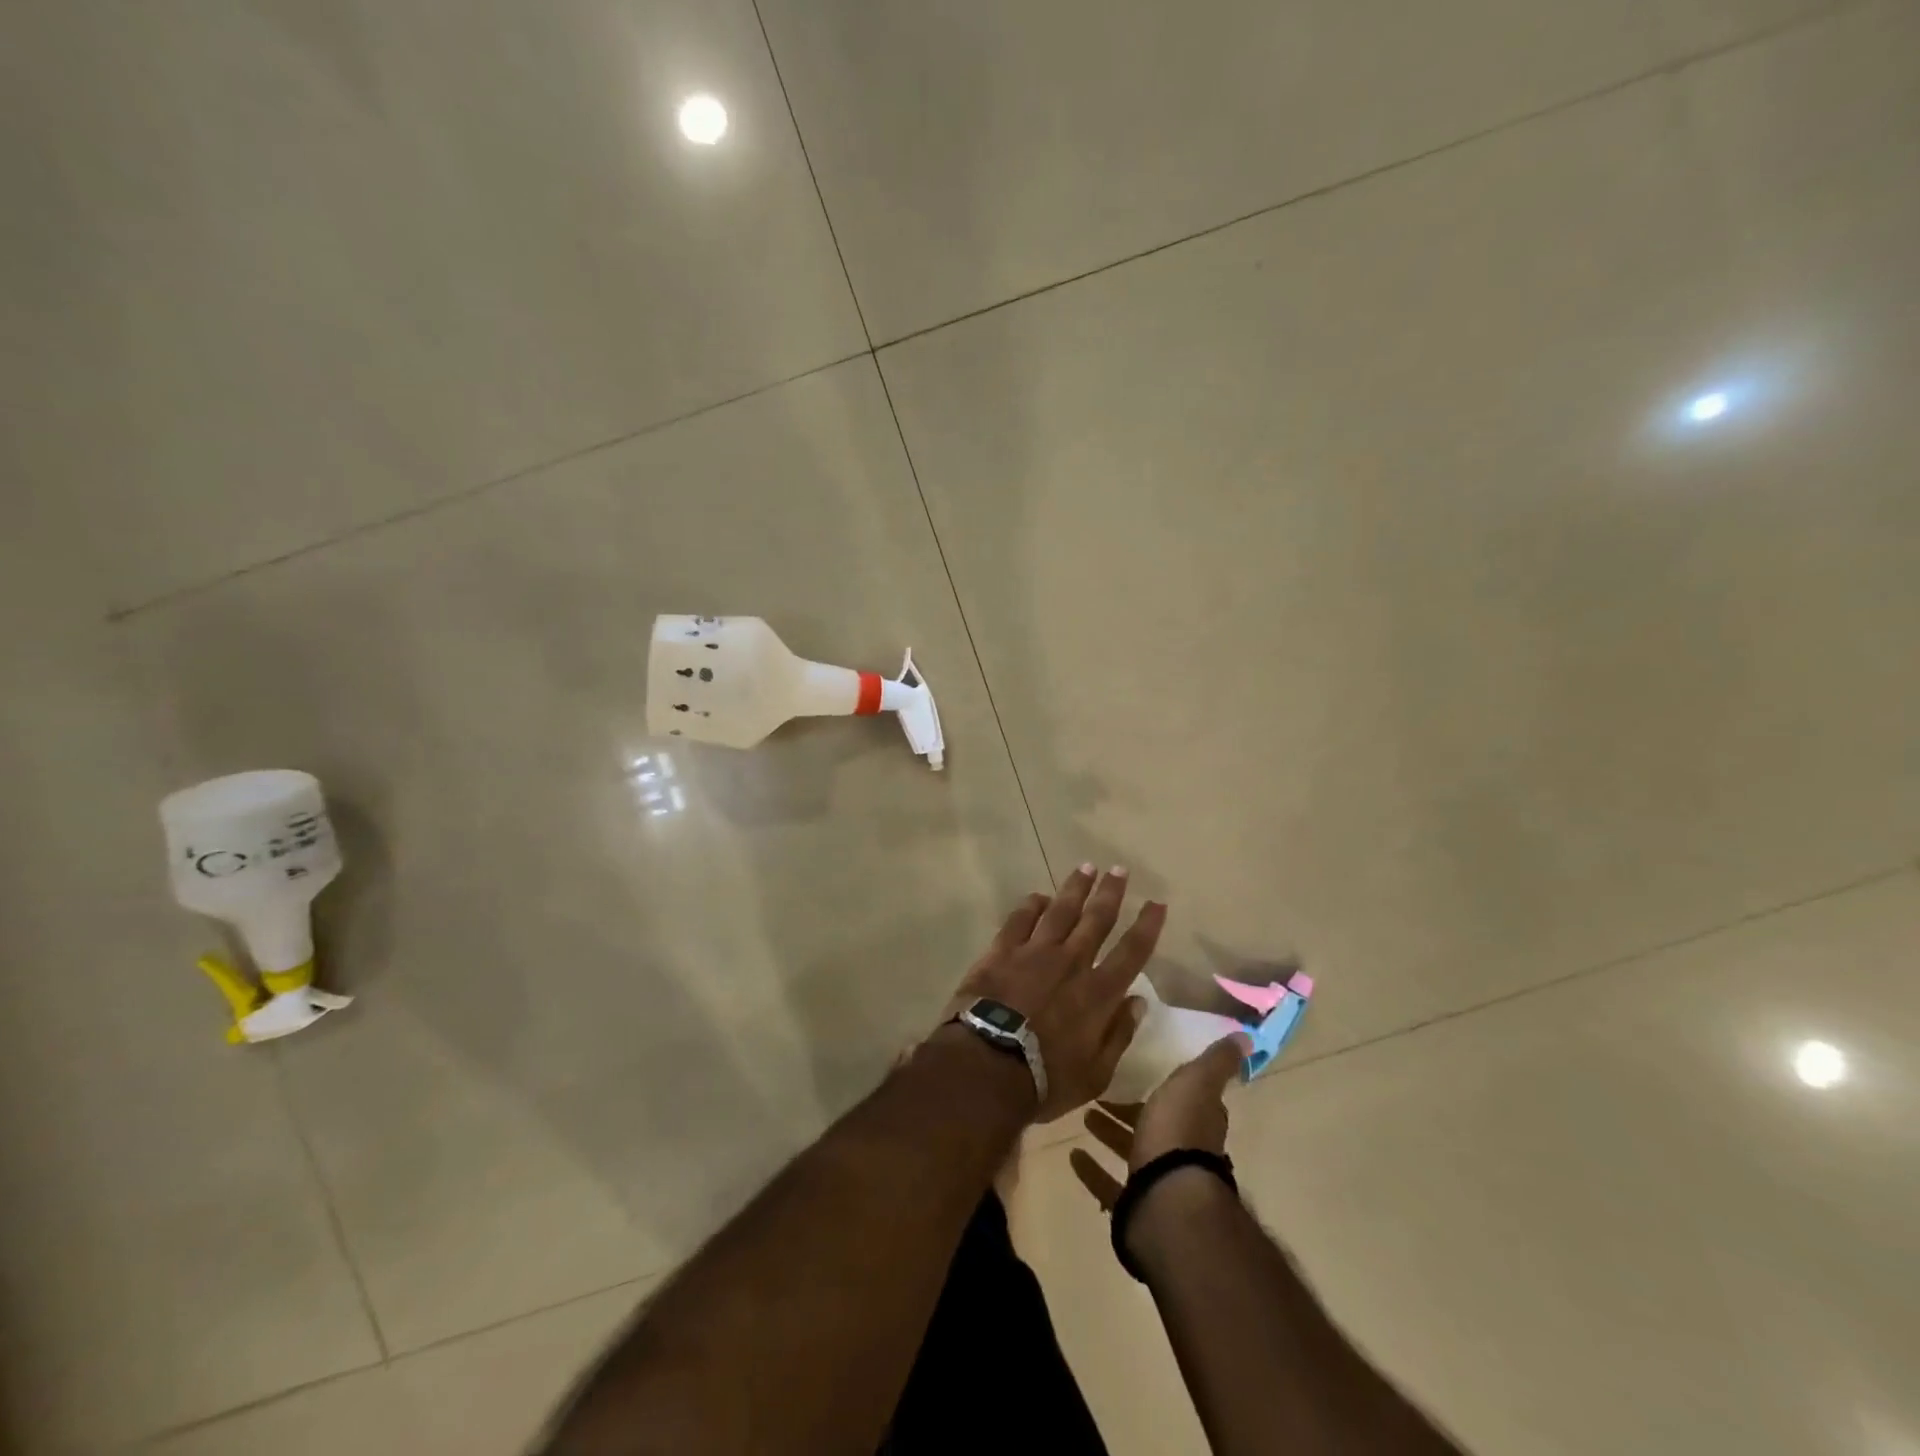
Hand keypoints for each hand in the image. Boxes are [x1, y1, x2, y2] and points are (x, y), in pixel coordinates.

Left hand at [940, 865, 1164, 1122]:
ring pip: (1061, 910)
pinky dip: (1031, 905)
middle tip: (1120, 870)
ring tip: (1086, 868)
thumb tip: (1138, 1002)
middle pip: (1096, 919)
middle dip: (1111, 893)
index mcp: (1098, 993)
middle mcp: (1071, 963)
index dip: (1147, 926)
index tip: (1157, 903)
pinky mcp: (1002, 950)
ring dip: (1075, 888)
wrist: (986, 1065)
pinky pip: (1020, 919)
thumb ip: (1118, 1035)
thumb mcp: (1095, 1074)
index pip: (1131, 951)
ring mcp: (1035, 952)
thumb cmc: (1045, 1079)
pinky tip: (1039, 896)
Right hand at [1069, 1030, 1251, 1208]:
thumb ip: (1216, 1063)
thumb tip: (1246, 1038)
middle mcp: (1181, 1153)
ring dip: (1110, 1134)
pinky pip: (1109, 1184)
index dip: (1169, 1089)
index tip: (1144, 1073)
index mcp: (1196, 1123)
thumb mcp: (1196, 1083)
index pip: (1187, 1101)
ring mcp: (1158, 1182)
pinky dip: (1093, 1170)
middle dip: (1131, 1111)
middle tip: (1101, 1092)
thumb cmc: (1179, 1132)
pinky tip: (1074, 1156)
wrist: (1167, 1199)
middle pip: (1154, 1127)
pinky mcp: (1134, 1206)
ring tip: (1084, 1115)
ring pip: (1132, 1153)